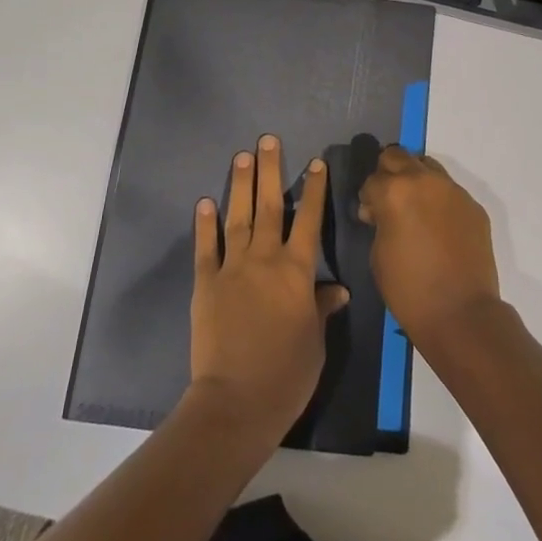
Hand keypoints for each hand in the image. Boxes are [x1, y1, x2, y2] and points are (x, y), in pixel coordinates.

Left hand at [189, 134, 348, 444]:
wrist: (237, 401)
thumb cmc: (287, 375)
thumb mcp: (316, 342)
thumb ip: (321, 308)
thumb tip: (337, 289)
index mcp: (296, 272)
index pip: (309, 220)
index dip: (313, 190)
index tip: (315, 162)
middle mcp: (265, 259)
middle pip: (270, 206)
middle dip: (270, 170)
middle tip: (267, 140)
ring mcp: (233, 268)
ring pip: (238, 217)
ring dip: (240, 185)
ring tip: (241, 156)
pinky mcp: (206, 283)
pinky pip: (206, 247)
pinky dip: (205, 224)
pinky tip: (204, 202)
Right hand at [356, 145, 500, 350]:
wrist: (461, 313)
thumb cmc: (409, 289)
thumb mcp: (378, 253)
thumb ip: (379, 221)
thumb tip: (380, 211)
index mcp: (394, 191)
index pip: (372, 180)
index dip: (368, 198)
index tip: (370, 216)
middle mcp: (423, 180)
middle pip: (398, 156)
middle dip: (388, 174)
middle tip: (389, 201)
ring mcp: (453, 190)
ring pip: (427, 167)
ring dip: (416, 180)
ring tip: (416, 209)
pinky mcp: (473, 206)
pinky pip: (450, 191)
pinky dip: (439, 200)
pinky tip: (439, 227)